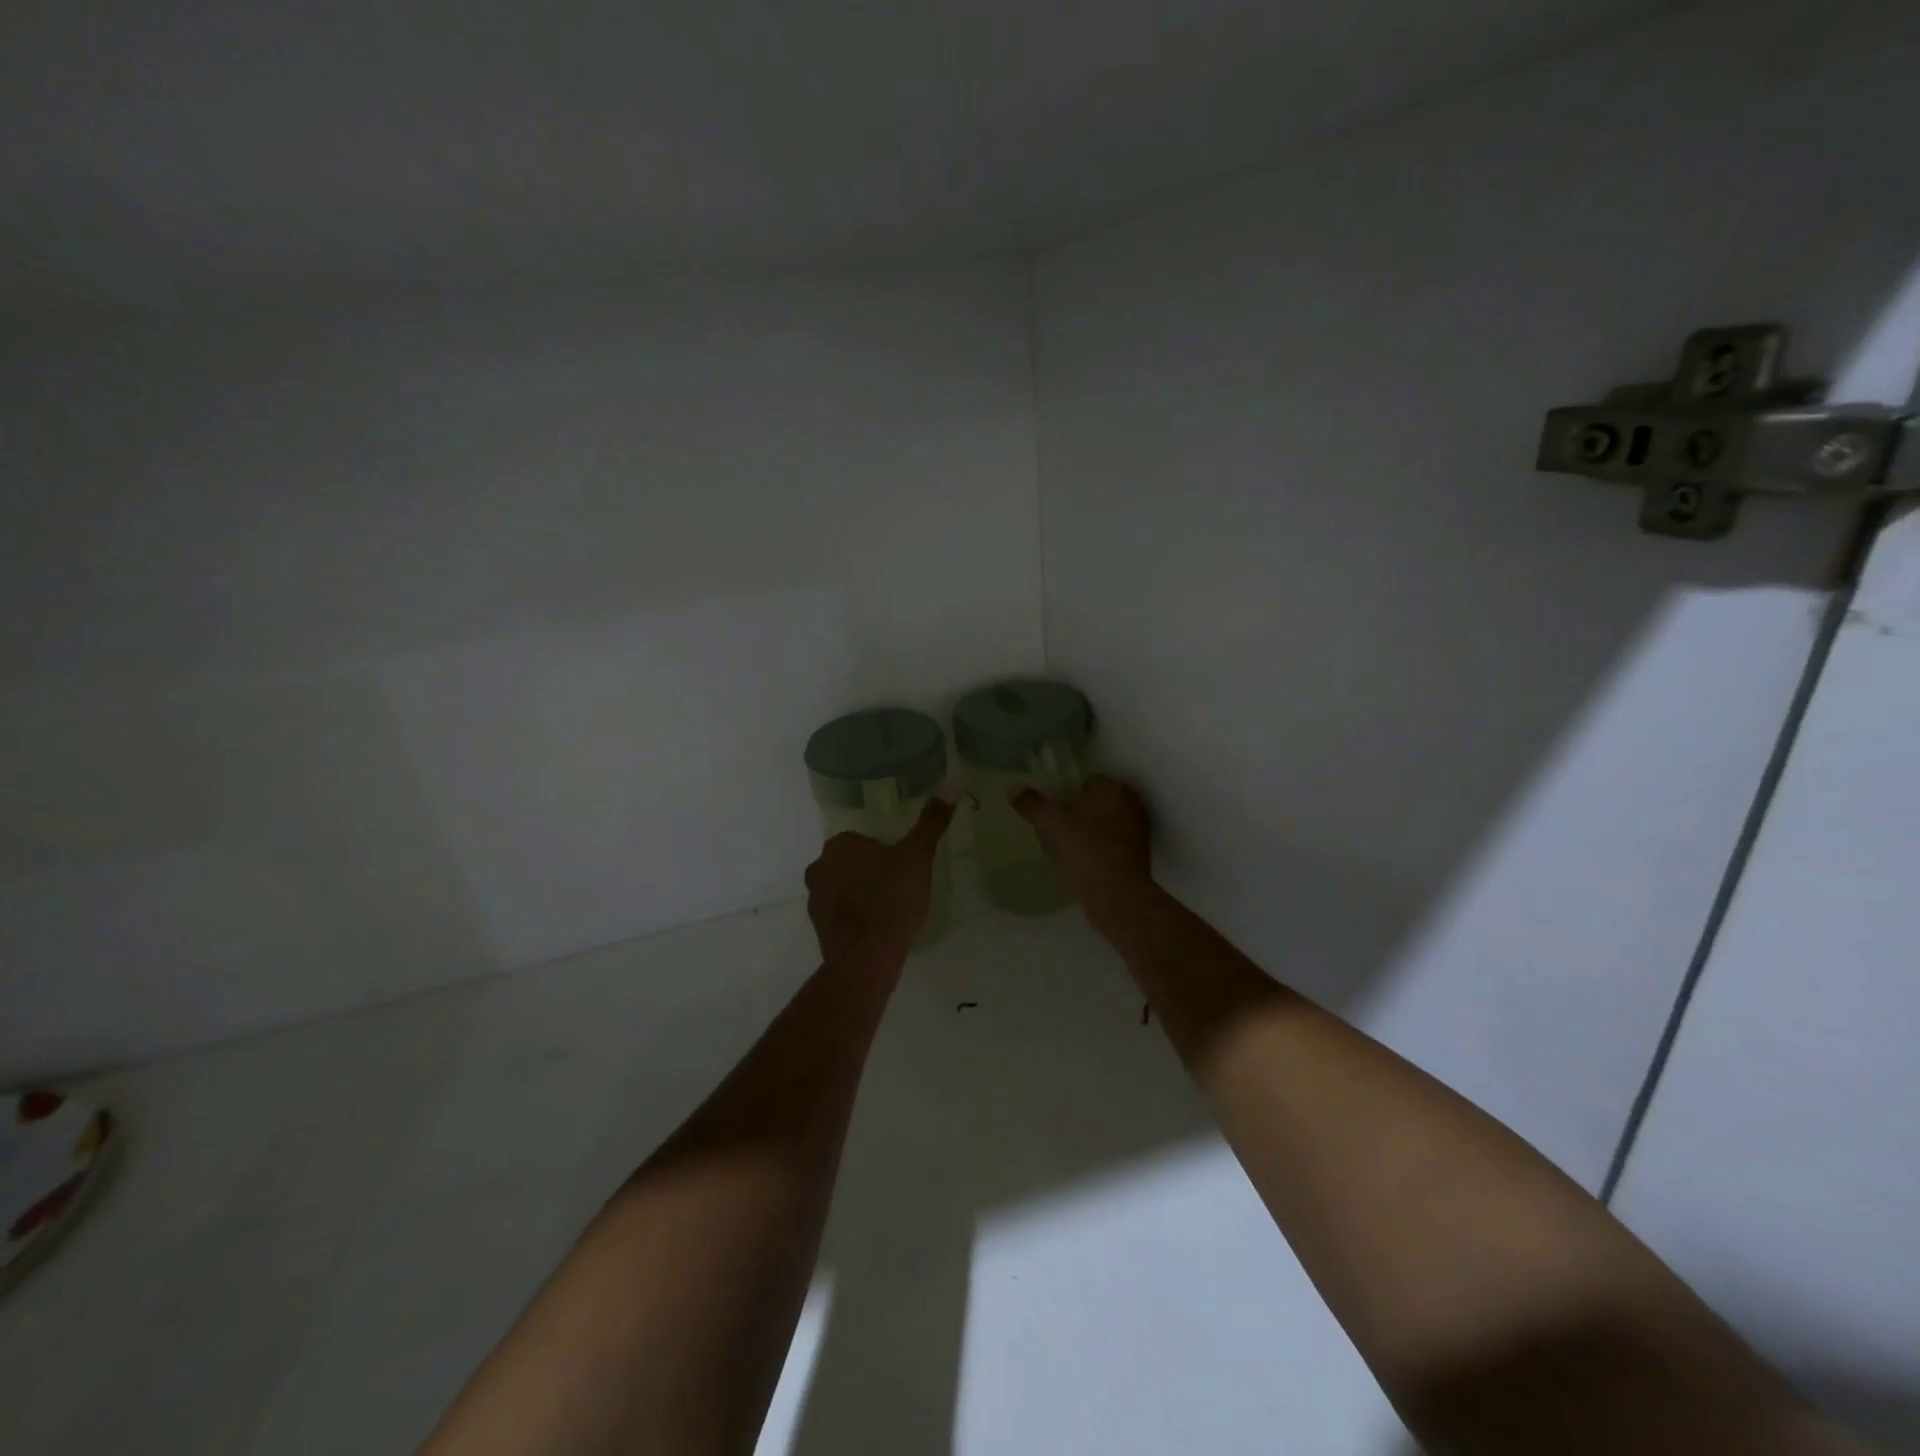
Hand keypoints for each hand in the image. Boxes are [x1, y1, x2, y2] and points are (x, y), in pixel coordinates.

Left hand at [805, 798, 955, 969]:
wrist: (867, 956)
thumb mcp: (917, 856)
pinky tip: (879, 929)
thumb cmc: (892, 898)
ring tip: (892, 909)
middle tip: (901, 885)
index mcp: (839, 845)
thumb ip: (931, 823)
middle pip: (850, 862)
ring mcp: (815, 900)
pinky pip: (841, 914)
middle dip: (871, 871)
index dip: (884, 850)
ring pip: (843, 888)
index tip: (903, 864)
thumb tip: (949, 785)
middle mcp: (819, 867)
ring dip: (862, 894)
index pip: (861, 838)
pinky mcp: (818, 929)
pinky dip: (856, 918)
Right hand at [1012, 774, 1153, 909]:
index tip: (1050, 813)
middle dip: (1072, 815)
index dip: (1064, 795)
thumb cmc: (1085, 850)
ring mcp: (1137, 830)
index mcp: (1113, 788)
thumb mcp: (1050, 823)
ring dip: (1082, 833)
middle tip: (1051, 832)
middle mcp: (1131, 803)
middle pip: (1092, 803)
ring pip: (1100, 825)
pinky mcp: (1138, 855)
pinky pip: (1108, 844)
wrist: (1118, 895)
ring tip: (1061, 852)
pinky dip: (1094, 850)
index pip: (1085, 781)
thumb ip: (1031, 803)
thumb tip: (1013, 789)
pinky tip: (1078, 865)